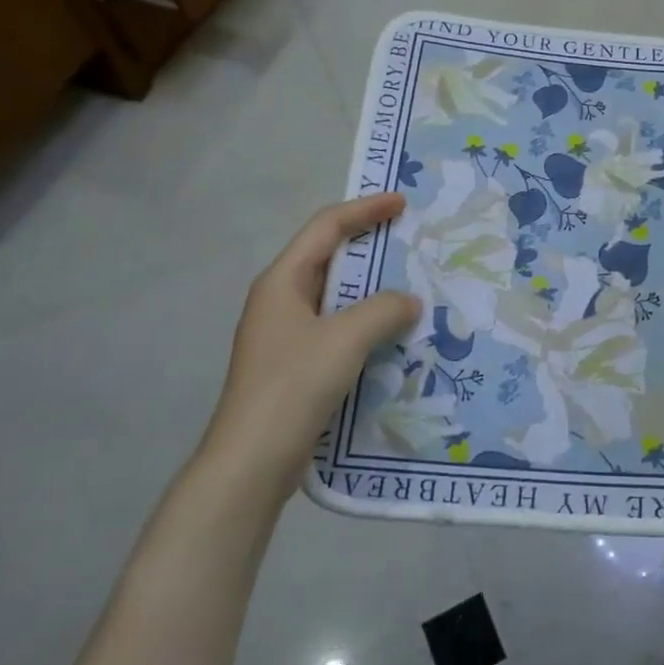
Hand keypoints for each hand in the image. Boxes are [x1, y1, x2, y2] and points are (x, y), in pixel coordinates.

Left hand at [200, 194, 420, 483]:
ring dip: (371, 290)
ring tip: (411, 288)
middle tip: (410, 243)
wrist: (252, 461)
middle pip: (329, 258)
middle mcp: (280, 300)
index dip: (364, 209)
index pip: (326, 227)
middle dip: (370, 247)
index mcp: (282, 281)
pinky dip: (365, 323)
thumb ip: (384, 309)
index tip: (401, 203)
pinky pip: (337, 329)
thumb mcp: (346, 338)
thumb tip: (409, 302)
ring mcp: (285, 335)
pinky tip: (393, 336)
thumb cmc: (294, 386)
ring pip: (335, 297)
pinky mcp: (295, 365)